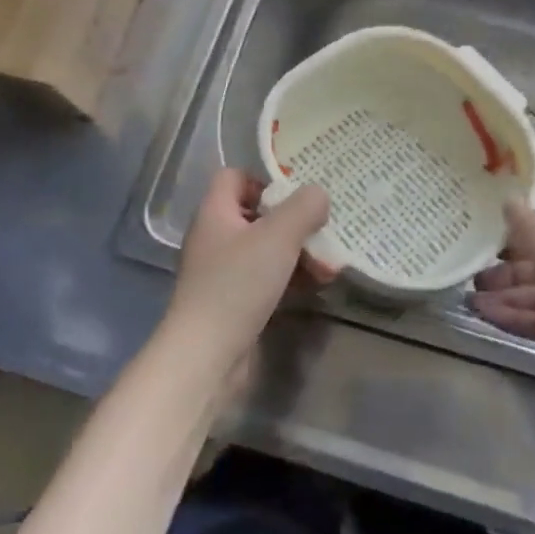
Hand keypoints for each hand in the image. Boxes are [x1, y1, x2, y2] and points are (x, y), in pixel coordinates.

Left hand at [166, 169, 332, 371]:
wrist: (206, 356)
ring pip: (265, 249)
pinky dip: (289, 278)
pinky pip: (265, 278)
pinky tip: (315, 287)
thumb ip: (304, 207)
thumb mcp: (279, 236)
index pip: (234, 177)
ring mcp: (221, 272)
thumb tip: (318, 195)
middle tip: (322, 233)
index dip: (264, 180)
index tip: (295, 197)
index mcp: (215, 213)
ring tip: (328, 267)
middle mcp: (215, 238)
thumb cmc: (238, 284)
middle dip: (294, 223)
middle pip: (257, 215)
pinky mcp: (232, 302)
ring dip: (299, 254)